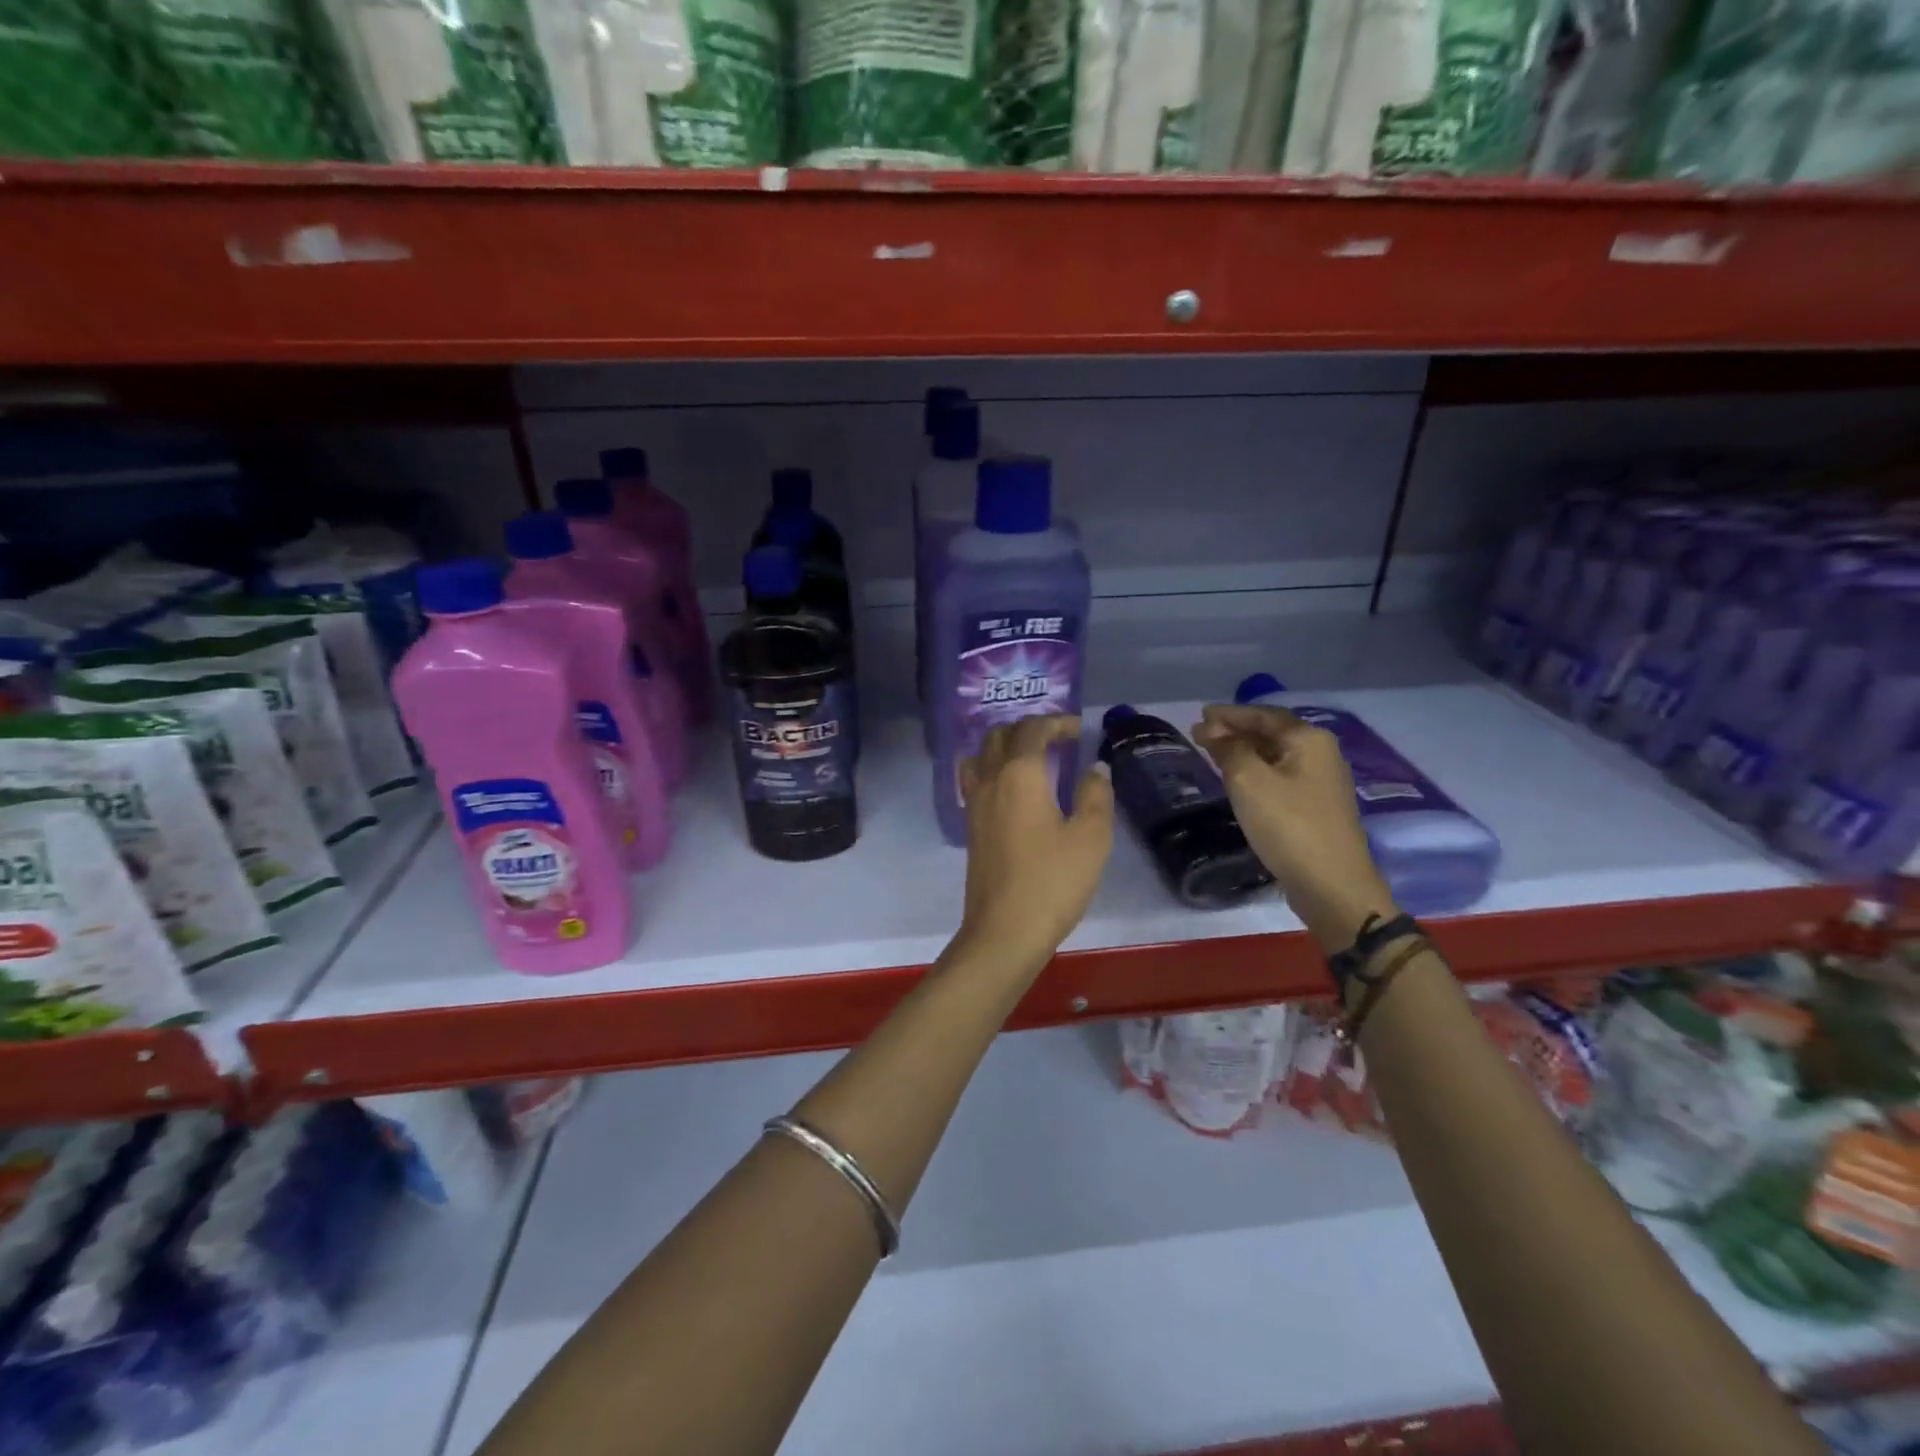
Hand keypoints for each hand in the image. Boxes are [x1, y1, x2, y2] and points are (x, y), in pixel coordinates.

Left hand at [955, 715, 1113, 972]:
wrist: (1004, 931)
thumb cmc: (1052, 882)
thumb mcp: (1090, 838)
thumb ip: (1095, 795)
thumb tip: (1095, 768)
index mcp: (1019, 774)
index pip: (1032, 730)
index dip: (1056, 722)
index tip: (1077, 729)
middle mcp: (990, 780)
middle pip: (999, 735)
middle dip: (1028, 729)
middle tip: (1057, 740)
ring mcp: (974, 804)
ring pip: (980, 755)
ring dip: (1003, 746)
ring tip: (1031, 759)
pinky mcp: (970, 827)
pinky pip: (975, 780)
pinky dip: (992, 769)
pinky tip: (1013, 791)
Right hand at [1191, 703, 1395, 950]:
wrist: (1331, 884)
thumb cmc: (1288, 825)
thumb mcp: (1248, 781)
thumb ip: (1228, 749)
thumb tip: (1213, 730)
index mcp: (1307, 739)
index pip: (1262, 714)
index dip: (1228, 714)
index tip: (1199, 715)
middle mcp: (1321, 752)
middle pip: (1271, 732)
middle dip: (1235, 730)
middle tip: (1201, 734)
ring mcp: (1322, 781)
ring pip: (1276, 755)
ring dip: (1245, 751)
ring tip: (1214, 754)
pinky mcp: (1318, 806)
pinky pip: (1281, 775)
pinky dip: (1256, 770)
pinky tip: (1240, 780)